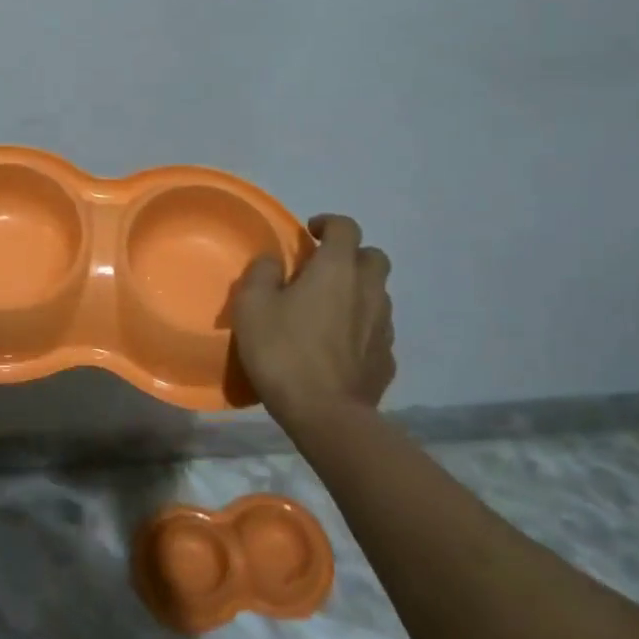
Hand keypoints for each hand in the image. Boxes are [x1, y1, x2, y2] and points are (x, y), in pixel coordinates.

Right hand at [233, 214, 394, 427]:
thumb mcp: (251, 305)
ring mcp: (383, 326)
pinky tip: (340, 346)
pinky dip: (362, 328)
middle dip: (352, 255)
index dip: (329, 223)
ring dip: (358, 292)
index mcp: (336, 270)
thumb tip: (274, 261)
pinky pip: (377, 330)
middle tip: (324, 270)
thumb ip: (262, 273)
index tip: (310, 233)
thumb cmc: (283, 351)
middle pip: (374, 257)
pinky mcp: (387, 359)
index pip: (346, 227)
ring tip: (329, 310)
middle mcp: (368, 290)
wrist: (325, 414)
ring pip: (379, 294)